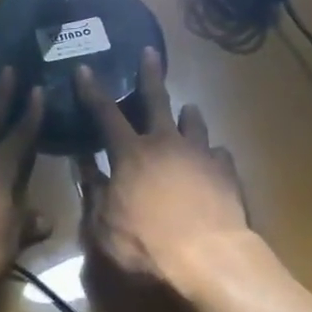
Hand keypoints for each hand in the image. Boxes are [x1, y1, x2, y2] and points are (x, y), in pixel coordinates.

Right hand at [75, 48, 256, 299]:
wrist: (211, 259)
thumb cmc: (147, 245)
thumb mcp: (104, 226)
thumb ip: (94, 192)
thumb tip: (84, 165)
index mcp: (131, 153)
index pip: (105, 113)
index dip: (92, 90)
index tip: (84, 68)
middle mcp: (166, 144)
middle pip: (156, 100)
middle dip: (149, 74)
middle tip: (150, 52)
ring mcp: (200, 155)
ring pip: (194, 123)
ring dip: (187, 115)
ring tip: (188, 111)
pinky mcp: (227, 173)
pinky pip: (219, 154)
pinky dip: (212, 154)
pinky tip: (213, 160)